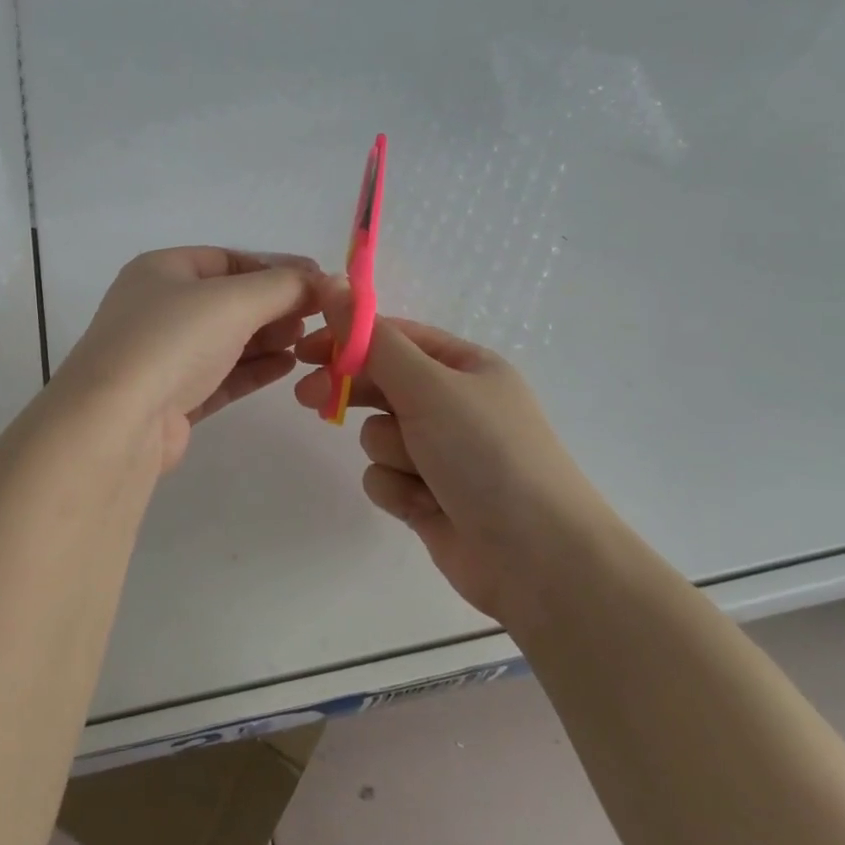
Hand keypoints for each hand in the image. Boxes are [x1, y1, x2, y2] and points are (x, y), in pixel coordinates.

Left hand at [58, 247, 319, 472]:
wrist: (117, 421)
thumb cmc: (172, 340)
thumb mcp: (233, 300)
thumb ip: (283, 286)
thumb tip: (324, 280)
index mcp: (162, 271)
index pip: (228, 260)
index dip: (275, 268)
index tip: (318, 283)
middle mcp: (158, 308)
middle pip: (229, 300)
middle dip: (274, 306)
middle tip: (317, 317)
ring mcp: (162, 356)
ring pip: (226, 340)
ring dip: (267, 338)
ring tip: (307, 343)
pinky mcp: (172, 399)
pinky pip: (221, 376)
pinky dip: (253, 369)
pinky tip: (287, 367)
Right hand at [293, 279, 608, 620]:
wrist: (538, 560)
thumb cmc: (487, 454)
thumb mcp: (429, 386)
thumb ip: (373, 341)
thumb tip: (331, 284)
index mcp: (465, 367)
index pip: (394, 337)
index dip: (348, 339)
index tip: (305, 349)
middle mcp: (453, 404)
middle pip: (381, 384)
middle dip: (352, 392)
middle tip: (308, 397)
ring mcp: (441, 453)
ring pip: (379, 435)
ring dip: (390, 451)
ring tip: (420, 471)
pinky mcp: (428, 496)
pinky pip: (385, 477)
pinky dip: (398, 489)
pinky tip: (424, 504)